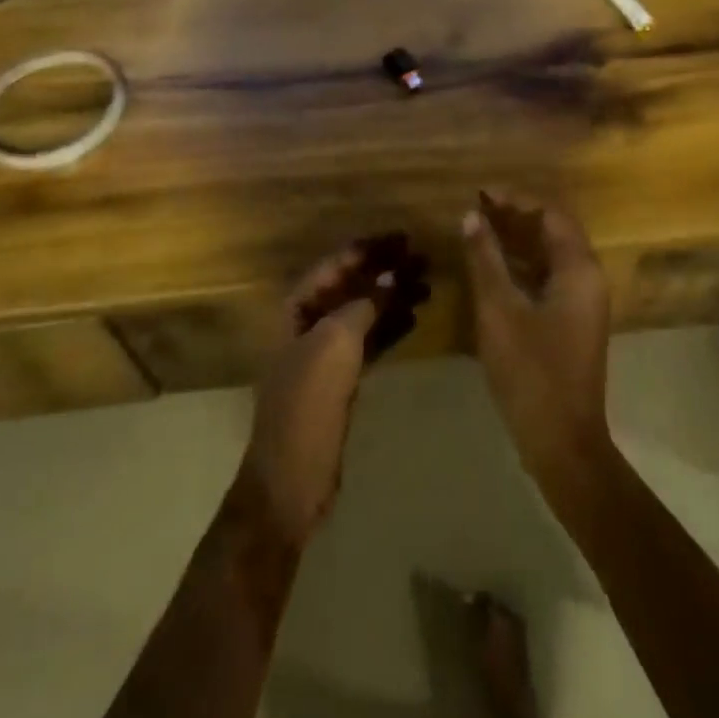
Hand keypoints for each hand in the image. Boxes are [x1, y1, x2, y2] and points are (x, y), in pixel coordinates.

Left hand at [235, 240, 425, 544]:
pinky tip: (416, 318)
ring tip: (428, 284)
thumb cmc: (307, 403)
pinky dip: (390, 326)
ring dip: (393, 296)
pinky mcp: (340, 379)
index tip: (404, 237)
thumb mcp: (334, 345)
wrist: (291, 480)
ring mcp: (324, 352)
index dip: (369, 248)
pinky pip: (369, 340)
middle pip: (352, 285)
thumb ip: (363, 305)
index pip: (336, 264)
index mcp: (297, 307)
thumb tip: (390, 277)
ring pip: (363, 311)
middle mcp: (309, 323)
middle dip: (385, 270)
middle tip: (424, 259)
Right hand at [461, 191, 613, 493]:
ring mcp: (582, 302)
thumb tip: (471, 216)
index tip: (481, 193)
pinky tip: (493, 267)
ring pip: (551, 255)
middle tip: (477, 209)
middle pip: (554, 231)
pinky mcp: (572, 322)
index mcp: (579, 270)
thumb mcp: (499, 311)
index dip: (516, 199)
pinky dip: (523, 265)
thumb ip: (485, 259)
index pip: (551, 214)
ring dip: (518, 239)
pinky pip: (549, 277)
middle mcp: (588, 279)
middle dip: (516, 216)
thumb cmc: (531, 372)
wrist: (563, 444)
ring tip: (480, 230)